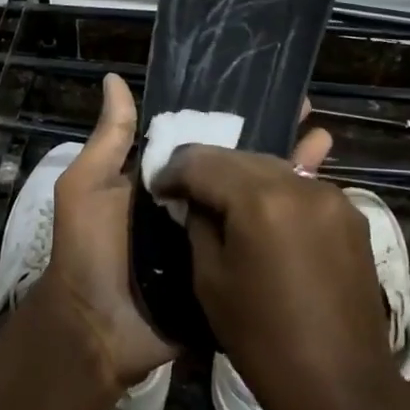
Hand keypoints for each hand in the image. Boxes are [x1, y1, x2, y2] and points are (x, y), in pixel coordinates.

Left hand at [29, 75, 334, 398]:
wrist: (98, 331)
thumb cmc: (87, 252)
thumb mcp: (86, 188)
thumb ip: (108, 140)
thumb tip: (114, 78)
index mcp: (163, 182)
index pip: (203, 142)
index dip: (231, 118)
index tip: (265, 91)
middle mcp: (192, 206)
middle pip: (236, 170)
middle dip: (270, 142)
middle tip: (309, 114)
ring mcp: (214, 241)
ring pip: (254, 204)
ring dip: (286, 176)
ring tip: (324, 143)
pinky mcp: (229, 272)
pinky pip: (258, 246)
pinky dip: (286, 228)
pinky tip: (322, 200)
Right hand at [151, 147, 393, 409]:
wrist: (340, 384)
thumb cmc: (262, 338)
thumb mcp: (210, 279)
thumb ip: (200, 225)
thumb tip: (197, 201)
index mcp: (260, 199)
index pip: (203, 162)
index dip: (175, 171)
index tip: (158, 187)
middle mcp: (301, 185)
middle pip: (242, 157)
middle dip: (209, 168)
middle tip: (185, 190)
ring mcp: (333, 197)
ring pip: (275, 168)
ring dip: (244, 178)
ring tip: (222, 201)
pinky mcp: (352, 216)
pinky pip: (302, 189)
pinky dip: (276, 193)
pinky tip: (263, 211)